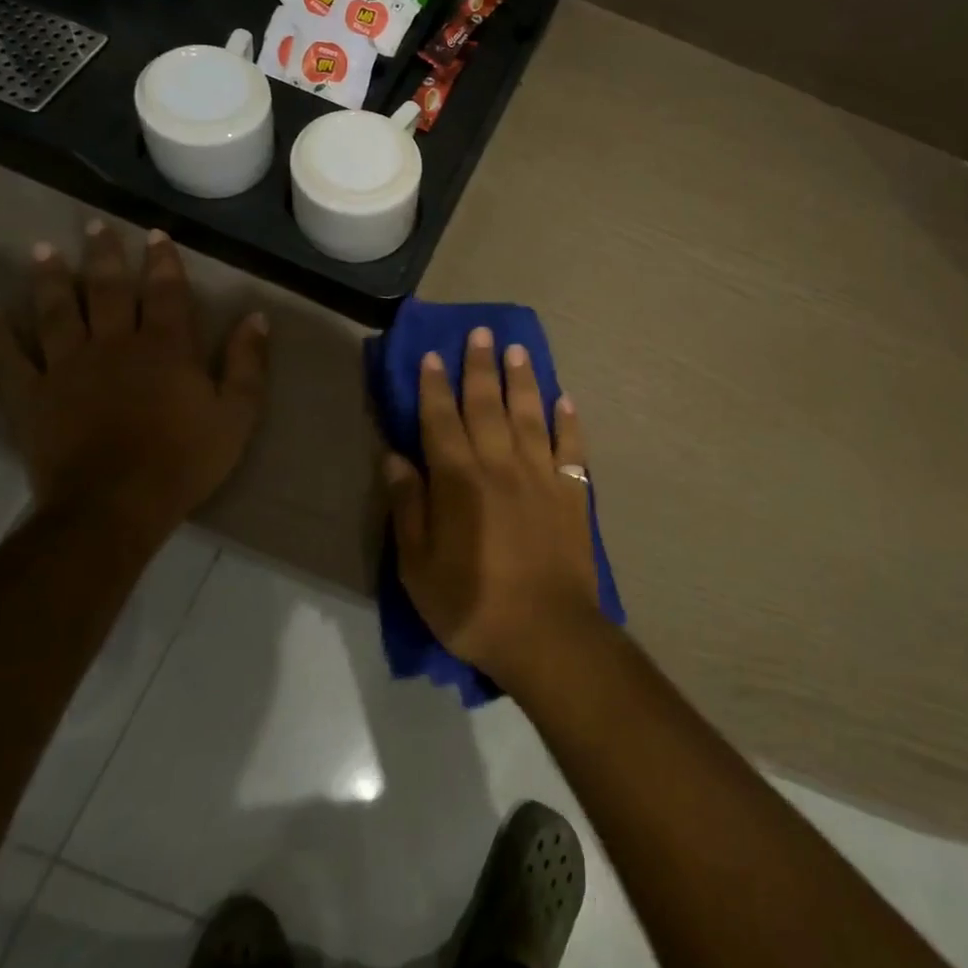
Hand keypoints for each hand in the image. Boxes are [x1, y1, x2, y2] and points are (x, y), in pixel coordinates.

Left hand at [0, 221, 268, 542]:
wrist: (116, 505)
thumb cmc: (184, 459)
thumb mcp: (237, 414)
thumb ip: (247, 363)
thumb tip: (256, 317)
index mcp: (165, 347)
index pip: (166, 292)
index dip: (163, 261)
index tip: (156, 234)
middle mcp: (114, 344)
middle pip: (108, 290)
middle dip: (104, 255)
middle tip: (94, 225)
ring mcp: (67, 367)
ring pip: (56, 312)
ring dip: (50, 279)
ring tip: (41, 250)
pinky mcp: (31, 396)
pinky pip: (8, 359)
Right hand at [385, 327, 599, 686]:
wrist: (547, 634)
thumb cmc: (473, 605)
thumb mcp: (418, 567)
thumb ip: (408, 507)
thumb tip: (394, 457)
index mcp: (459, 480)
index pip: (441, 420)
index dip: (434, 386)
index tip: (433, 355)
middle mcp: (501, 465)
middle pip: (487, 405)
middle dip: (480, 367)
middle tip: (480, 333)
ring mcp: (542, 476)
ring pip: (530, 415)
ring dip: (522, 380)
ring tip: (518, 350)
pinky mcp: (573, 493)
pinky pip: (571, 447)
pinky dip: (568, 422)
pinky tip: (565, 400)